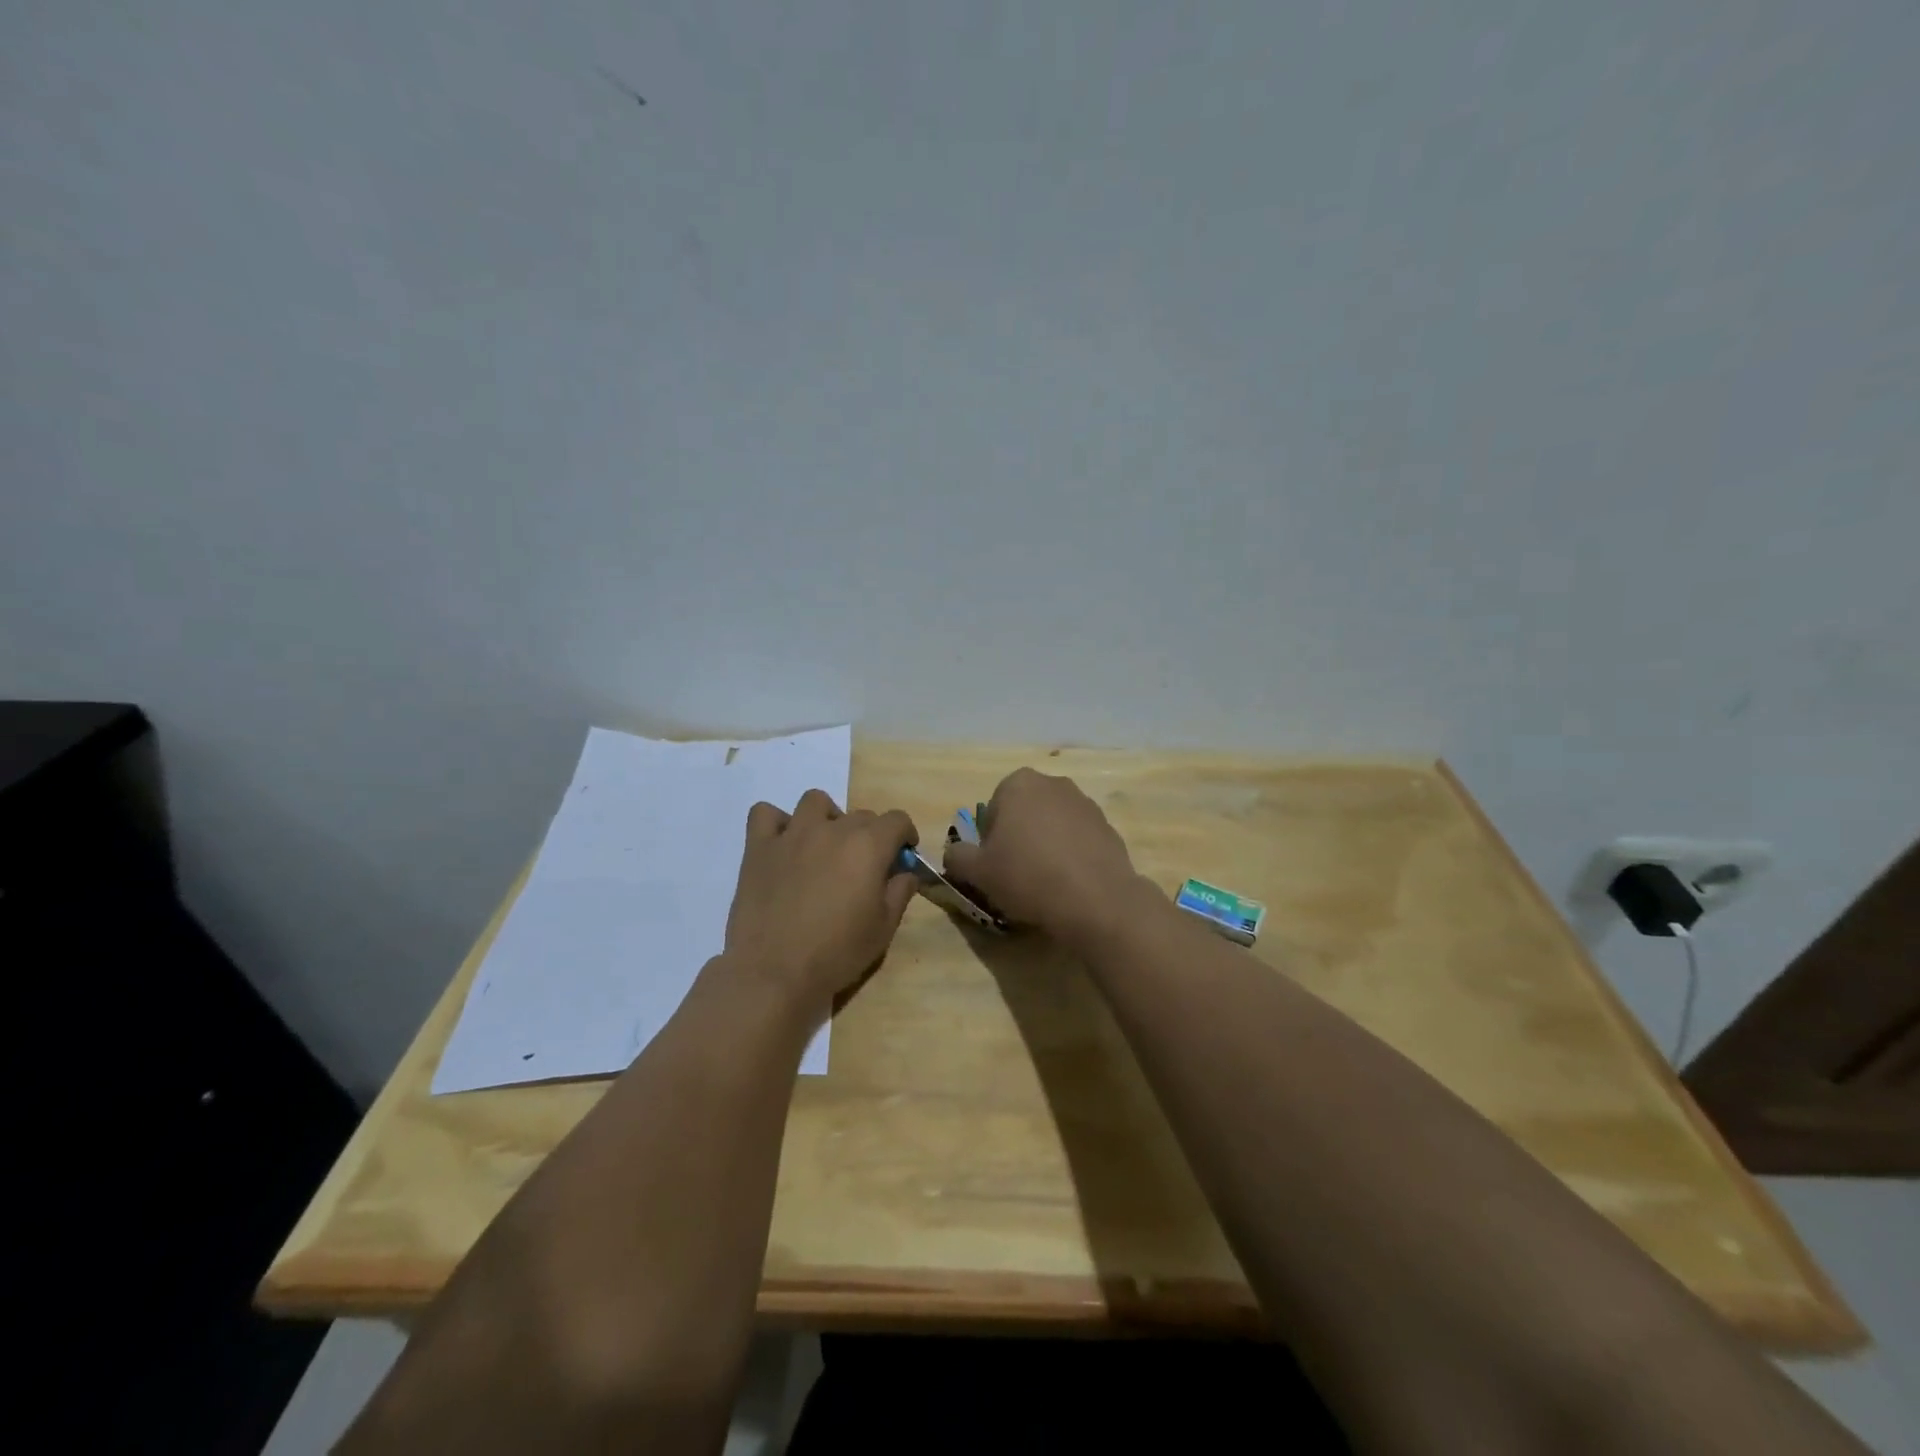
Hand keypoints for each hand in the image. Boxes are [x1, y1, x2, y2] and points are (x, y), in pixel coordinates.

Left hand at [722, 789, 919, 1013]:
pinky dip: (776, 823)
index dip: (905, 835)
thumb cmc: (836, 953)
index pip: (897, 820)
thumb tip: (906, 873)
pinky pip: (765, 814)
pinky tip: (783, 845)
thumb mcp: (883, 929)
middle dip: (869, 835)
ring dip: (826, 817)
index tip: (902, 855)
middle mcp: (832, 829)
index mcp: (867, 846)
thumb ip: (899, 893)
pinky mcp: (758, 847)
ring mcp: (792, 834)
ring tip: (824, 846)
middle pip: (860, 815)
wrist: (773, 971)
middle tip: (863, 867)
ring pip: (815, 802)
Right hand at [941, 768, 1146, 944]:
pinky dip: (1071, 856)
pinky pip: (1078, 840)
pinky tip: (1070, 884)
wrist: (1095, 900)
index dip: (989, 840)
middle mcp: (1053, 783)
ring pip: (1052, 825)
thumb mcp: (977, 872)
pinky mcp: (1108, 826)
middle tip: (1016, 874)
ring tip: (1045, 883)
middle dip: (1018, 838)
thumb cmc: (1027, 877)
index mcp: (1018, 784)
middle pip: (1024, 813)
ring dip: (1045, 846)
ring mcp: (1085, 803)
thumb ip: (957, 857)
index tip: (995, 866)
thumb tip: (955, 854)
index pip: (992, 809)